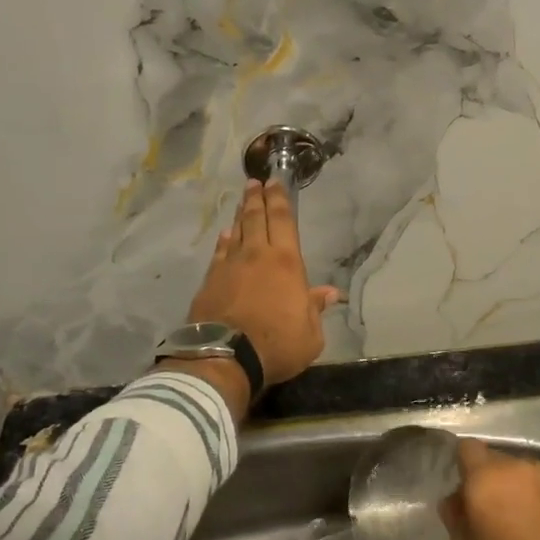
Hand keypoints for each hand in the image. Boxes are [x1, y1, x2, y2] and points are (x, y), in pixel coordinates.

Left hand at [186, 179, 338, 387]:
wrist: (226, 357)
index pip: (282, 221)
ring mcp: (230, 267)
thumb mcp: (311, 334)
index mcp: (286, 263)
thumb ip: (315, 309)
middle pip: (256, 219)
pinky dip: (223, 242)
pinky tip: (224, 236)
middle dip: (257, 198)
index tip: (274, 182)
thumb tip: (329, 293)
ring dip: (240, 215)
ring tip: (242, 202)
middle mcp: (257, 256)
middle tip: (254, 182)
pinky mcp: (210, 282)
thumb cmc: (277, 345)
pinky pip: (219, 254)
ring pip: (236, 232)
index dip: (279, 200)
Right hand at [440, 439, 539, 539]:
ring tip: (517, 516)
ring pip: (520, 470)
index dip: (464, 465)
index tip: (465, 489)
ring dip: (515, 485)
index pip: (467, 448)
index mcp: (486, 476)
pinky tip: (539, 521)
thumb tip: (455, 499)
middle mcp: (517, 465)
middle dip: (490, 478)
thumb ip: (455, 515)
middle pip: (495, 459)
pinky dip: (536, 494)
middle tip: (490, 509)